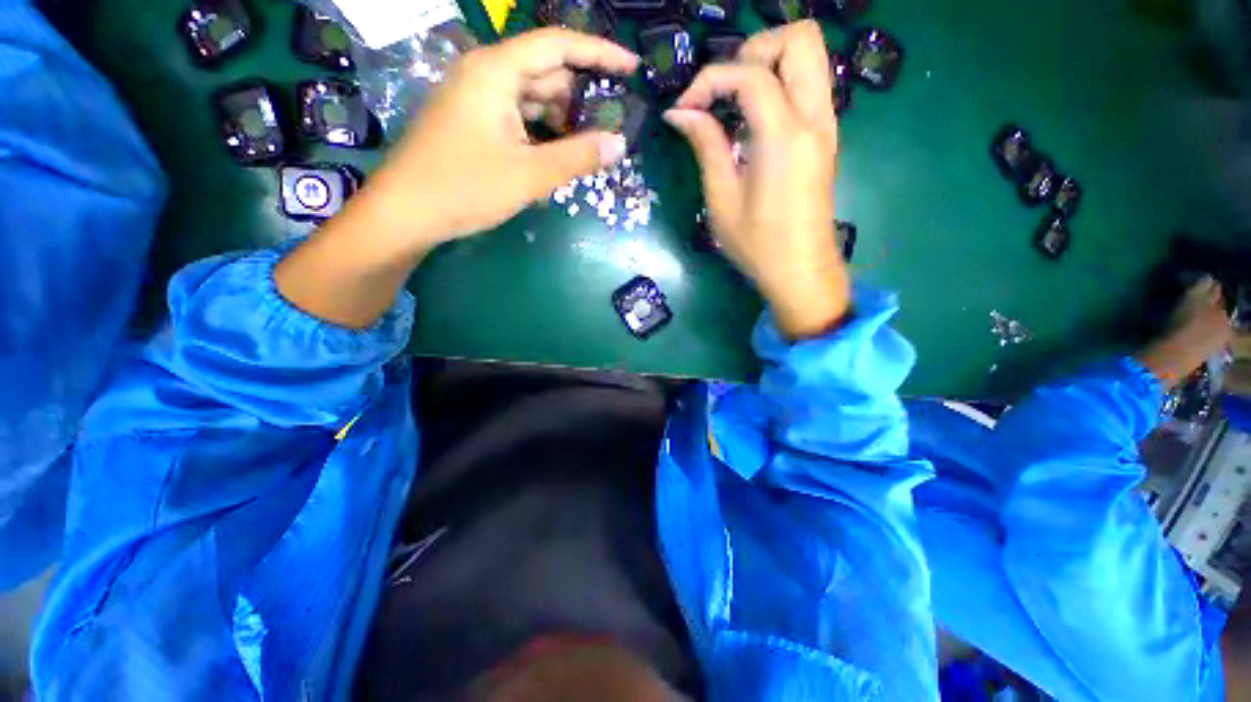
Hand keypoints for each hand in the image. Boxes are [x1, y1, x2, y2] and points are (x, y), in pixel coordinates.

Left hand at [275, 29, 636, 329]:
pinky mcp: (473, 122)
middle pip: (546, 73)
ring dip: (561, 122)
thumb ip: (577, 157)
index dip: (600, 53)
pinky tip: (553, 158)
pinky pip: (517, 118)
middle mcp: (485, 74)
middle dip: (580, 100)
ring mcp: (476, 99)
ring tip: (584, 152)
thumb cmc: (464, 188)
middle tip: (608, 131)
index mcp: (495, 71)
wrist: (405, 213)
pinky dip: (540, 134)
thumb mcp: (528, 175)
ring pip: (532, 99)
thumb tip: (619, 144)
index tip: (632, 68)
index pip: (558, 45)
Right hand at [664, 21, 848, 338]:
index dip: (709, 80)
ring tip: (734, 103)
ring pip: (810, 56)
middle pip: (799, 38)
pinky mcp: (825, 137)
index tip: (684, 109)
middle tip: (722, 90)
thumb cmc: (758, 246)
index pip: (750, 73)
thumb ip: (706, 147)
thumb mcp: (722, 201)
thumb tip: (680, 112)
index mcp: (785, 137)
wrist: (801, 272)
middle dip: (753, 51)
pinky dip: (778, 86)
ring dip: (768, 65)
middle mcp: (815, 118)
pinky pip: (808, 85)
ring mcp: (826, 125)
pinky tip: (752, 122)